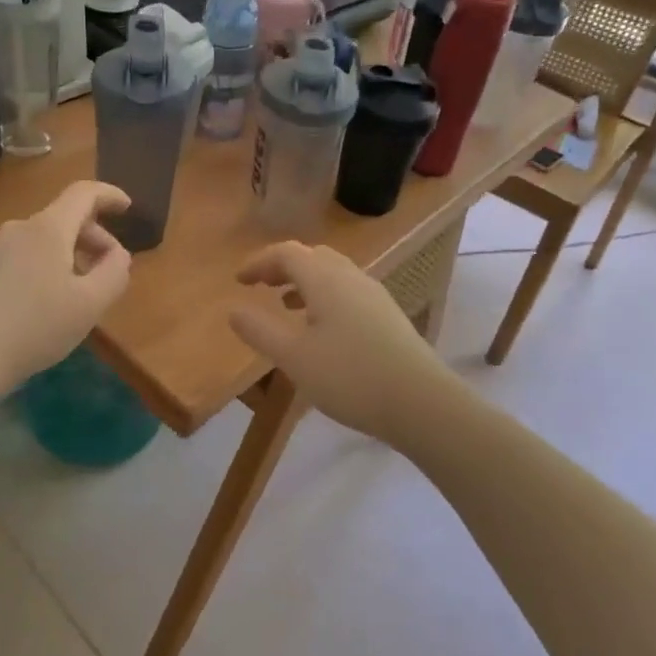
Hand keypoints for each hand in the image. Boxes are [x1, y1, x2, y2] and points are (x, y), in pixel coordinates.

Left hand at [0, 181, 132, 395]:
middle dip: (96, 237)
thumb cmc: (36, 326)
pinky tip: (52, 301)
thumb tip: (118, 254)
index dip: (109, 195)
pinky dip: (51, 265)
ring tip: (84, 291)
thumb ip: (115, 272)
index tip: (128, 208)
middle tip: (112, 269)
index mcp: (48, 228)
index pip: (84, 192)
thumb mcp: (90, 303)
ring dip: (74, 254)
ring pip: (47, 238)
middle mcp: (21, 229)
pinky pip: (29, 255)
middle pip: (66, 217)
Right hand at [229, 242, 450, 443]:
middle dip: (282, 267)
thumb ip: (260, 331)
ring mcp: (374, 295)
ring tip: (286, 305)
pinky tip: (322, 328)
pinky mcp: (388, 316)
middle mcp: (350, 277)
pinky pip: (347, 291)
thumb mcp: (294, 357)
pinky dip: (324, 296)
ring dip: (305, 281)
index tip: (238, 281)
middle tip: (261, 287)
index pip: (286, 253)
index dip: (259, 262)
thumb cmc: (350, 377)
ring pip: (333, 273)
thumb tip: (233, 311)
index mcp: (325, 279)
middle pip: (312, 256)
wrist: (421, 402)